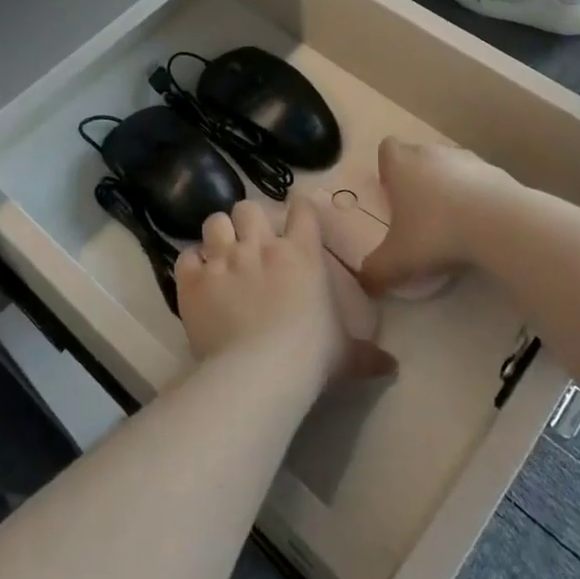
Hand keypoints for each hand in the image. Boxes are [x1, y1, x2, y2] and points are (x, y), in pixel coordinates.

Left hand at [177, 199, 395, 390]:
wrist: (260, 371)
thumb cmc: (311, 357)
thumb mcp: (345, 355)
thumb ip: (367, 355)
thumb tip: (393, 367)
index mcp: (302, 253)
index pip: (301, 210)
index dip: (298, 208)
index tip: (296, 216)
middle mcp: (261, 246)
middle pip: (248, 207)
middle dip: (248, 220)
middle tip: (250, 241)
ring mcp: (224, 259)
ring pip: (214, 222)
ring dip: (218, 235)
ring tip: (220, 253)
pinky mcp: (194, 280)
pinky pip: (186, 257)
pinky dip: (191, 266)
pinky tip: (197, 279)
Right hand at [355, 137, 511, 296]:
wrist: (499, 224)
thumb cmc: (436, 232)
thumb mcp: (398, 260)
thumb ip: (375, 271)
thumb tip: (365, 284)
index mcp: (402, 165)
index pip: (388, 148)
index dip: (388, 168)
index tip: (393, 193)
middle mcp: (432, 153)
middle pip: (419, 155)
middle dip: (418, 179)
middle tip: (420, 213)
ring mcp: (467, 159)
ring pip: (450, 166)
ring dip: (449, 186)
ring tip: (453, 221)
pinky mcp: (497, 172)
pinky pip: (479, 180)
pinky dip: (477, 197)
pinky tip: (481, 225)